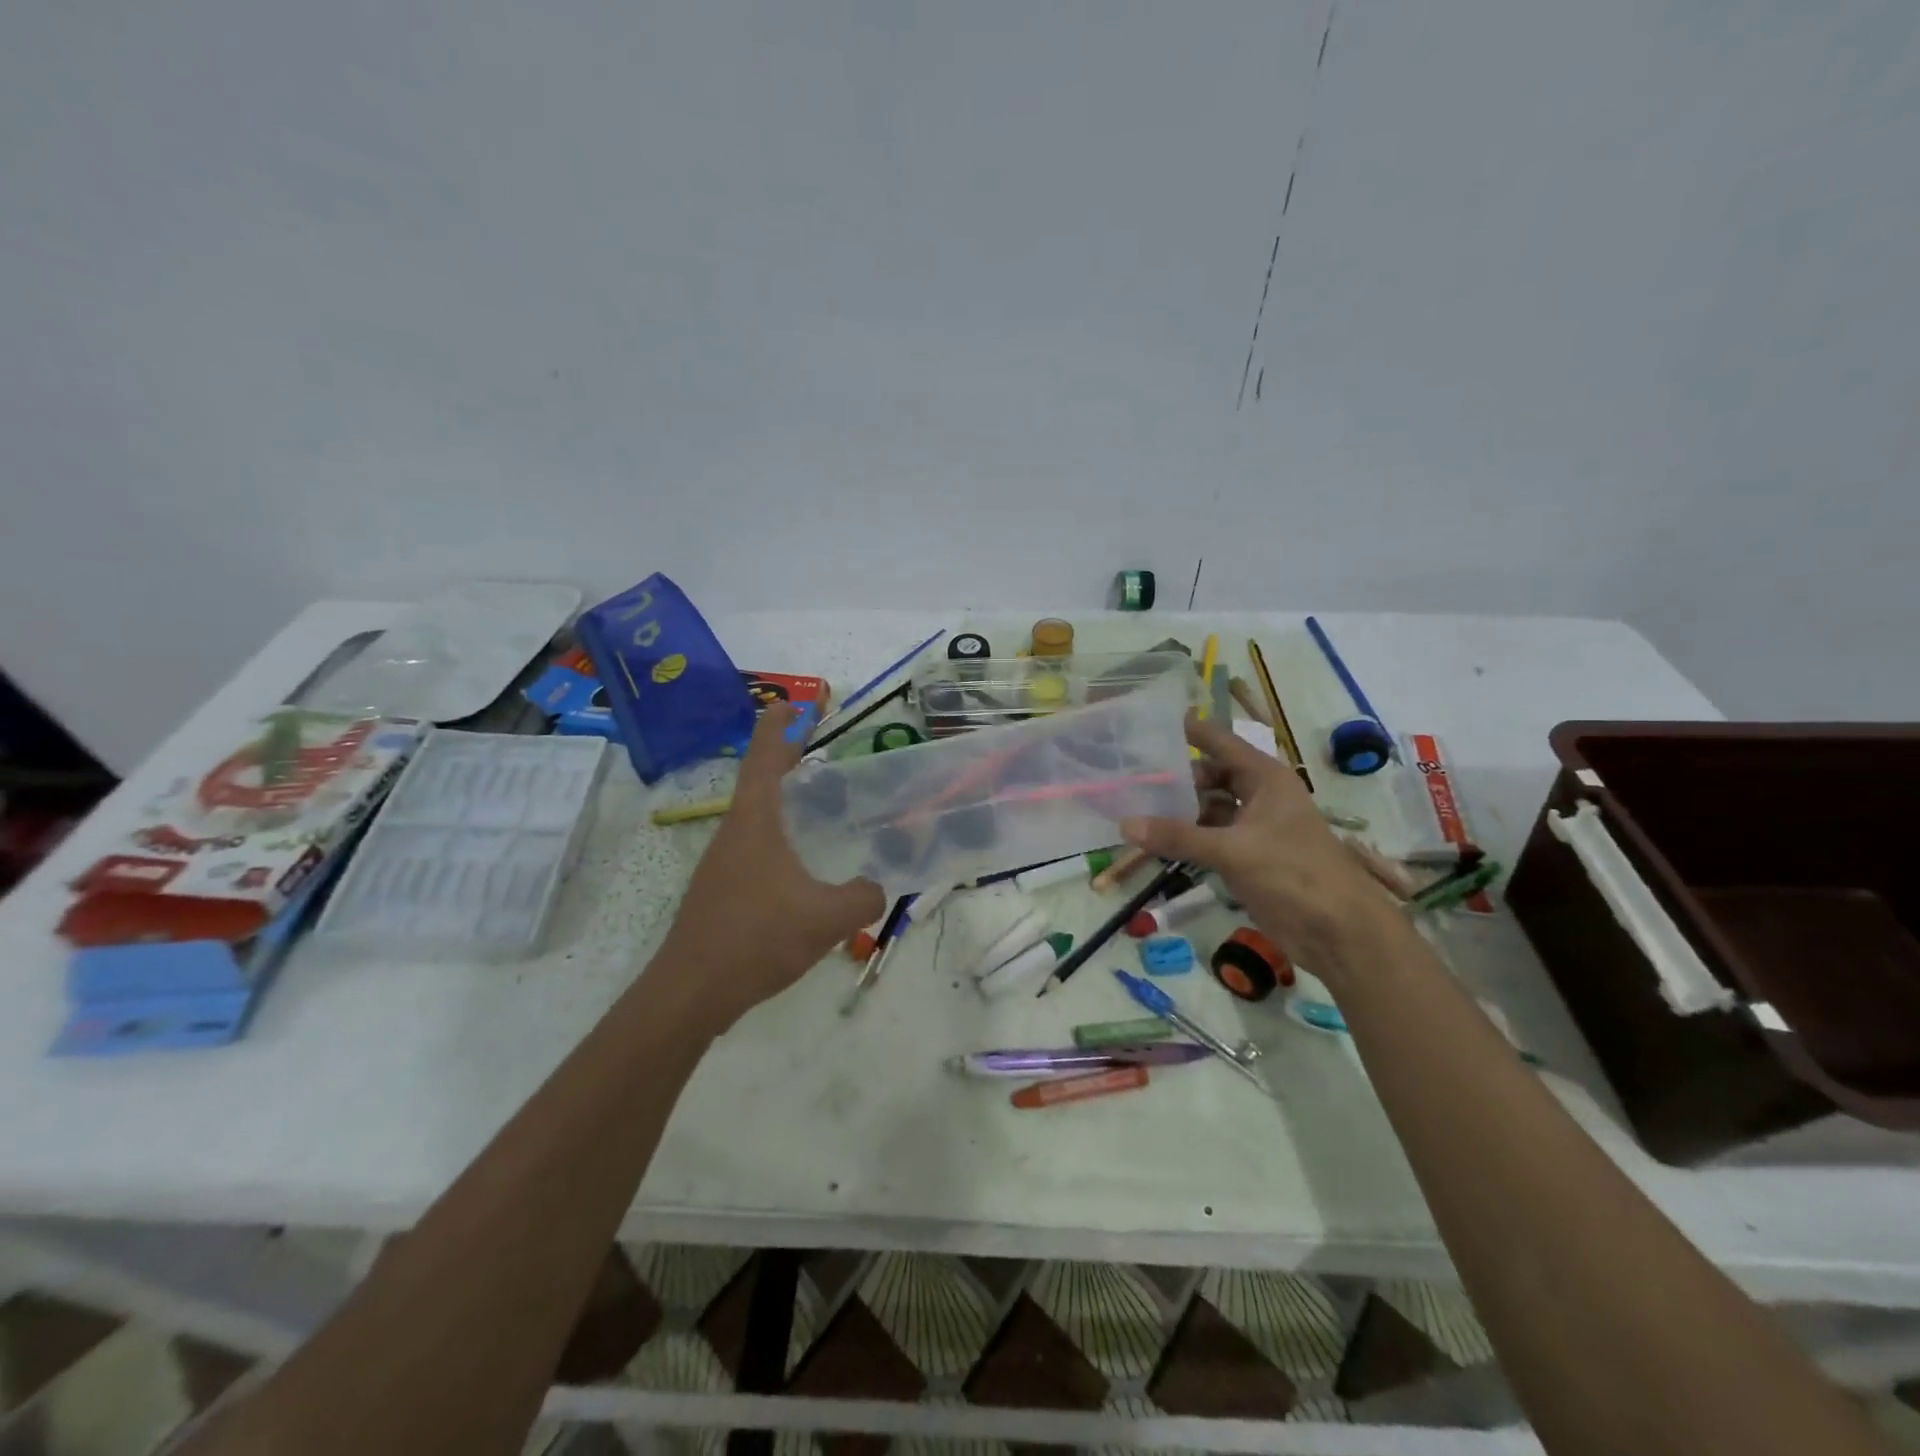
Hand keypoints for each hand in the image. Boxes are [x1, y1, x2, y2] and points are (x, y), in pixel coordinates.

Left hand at [655, 705, 885, 1029]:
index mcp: (755, 823)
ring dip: (782, 802)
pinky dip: (778, 837)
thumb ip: (863, 896)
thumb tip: (878, 887)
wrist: (691, 992)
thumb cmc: (756, 939)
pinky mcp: (721, 891)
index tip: (789, 704)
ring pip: (756, 818)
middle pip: (759, 783)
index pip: (764, 759)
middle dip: (784, 761)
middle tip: (815, 749)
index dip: (777, 728)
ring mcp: (723, 864)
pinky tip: (800, 864)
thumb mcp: (825, 917)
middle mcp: (734, 834)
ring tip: (817, 806)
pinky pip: (754, 848)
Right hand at [1120, 715, 1395, 974]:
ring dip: (1177, 810)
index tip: (1150, 722)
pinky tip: (1154, 840)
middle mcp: (1258, 796)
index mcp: (1265, 779)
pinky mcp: (1246, 857)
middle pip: (1210, 776)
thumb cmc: (1294, 874)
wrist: (1339, 932)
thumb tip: (1126, 824)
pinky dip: (1185, 838)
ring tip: (1133, 807)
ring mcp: (1252, 828)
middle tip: (1130, 777)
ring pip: (1207, 808)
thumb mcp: (1233, 851)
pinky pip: (1208, 838)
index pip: (1220, 742)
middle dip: (1175, 777)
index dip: (1189, 731)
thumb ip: (1178, 837)